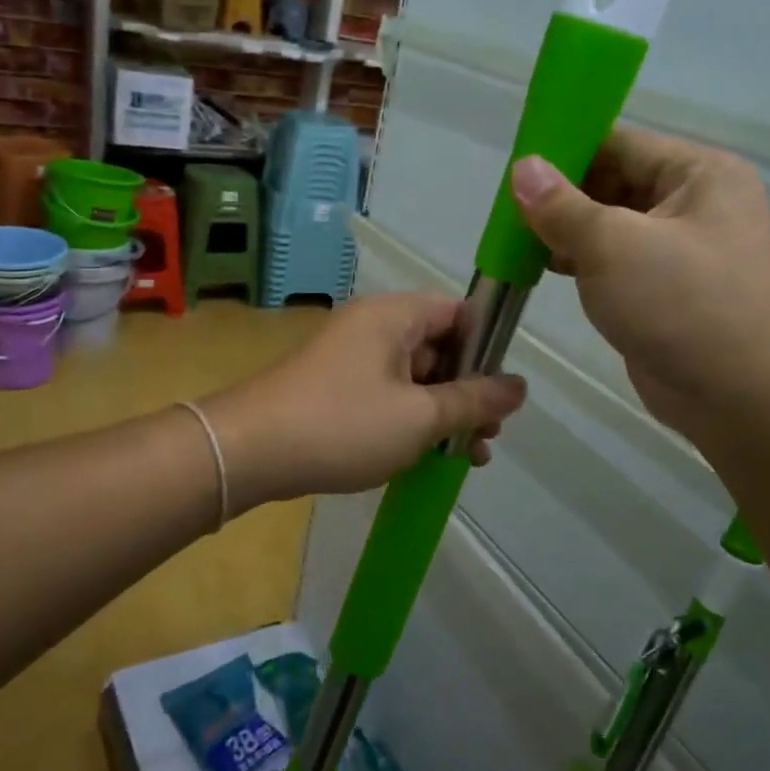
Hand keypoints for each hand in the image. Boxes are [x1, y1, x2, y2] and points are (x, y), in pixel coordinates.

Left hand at [203, 294, 527, 511]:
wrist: (250, 452)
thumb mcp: (420, 417)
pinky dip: (411, 420)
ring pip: (415, 377)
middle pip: (440, 348)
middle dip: (468, 393)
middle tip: (486, 438)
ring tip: (466, 457)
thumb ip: (474, 401)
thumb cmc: (343, 425)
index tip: (503, 394)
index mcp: (395, 315)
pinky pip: (387, 395)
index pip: (460, 313)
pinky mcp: (335, 387)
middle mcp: (374, 326)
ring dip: (443, 413)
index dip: (488, 349)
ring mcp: (351, 357)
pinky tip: (426, 457)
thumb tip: (519, 387)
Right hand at [511, 130, 769, 440]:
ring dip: (567, 234)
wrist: (744, 397)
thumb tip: (523, 167)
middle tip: (508, 213)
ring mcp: (681, 253)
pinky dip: (582, 265)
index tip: (515, 171)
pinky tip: (544, 269)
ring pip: (611, 228)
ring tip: (517, 241)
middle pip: (614, 184)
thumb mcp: (613, 245)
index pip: (620, 144)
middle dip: (562, 198)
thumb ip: (562, 206)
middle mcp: (695, 205)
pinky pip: (616, 265)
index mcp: (698, 174)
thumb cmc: (682, 304)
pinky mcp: (666, 293)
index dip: (566, 152)